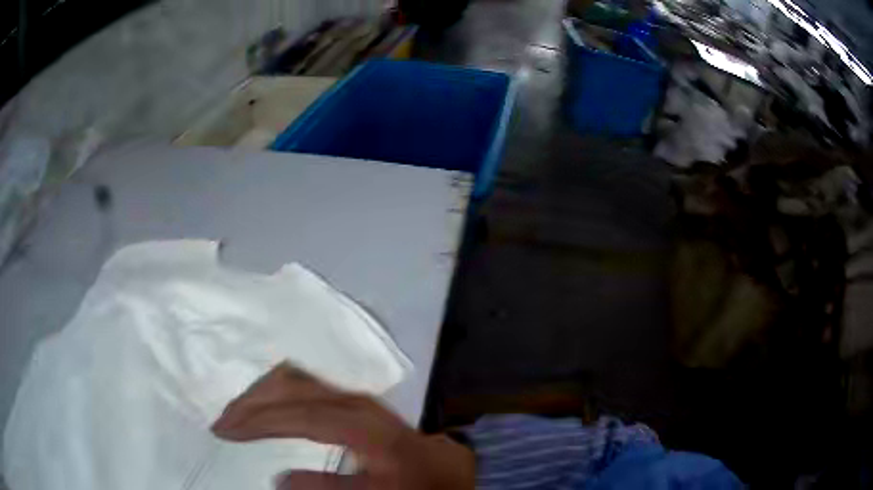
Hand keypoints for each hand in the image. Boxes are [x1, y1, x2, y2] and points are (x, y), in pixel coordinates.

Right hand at [211, 363, 475, 489]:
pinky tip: (263, 404)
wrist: (444, 467)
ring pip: (293, 379)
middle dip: (250, 403)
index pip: (295, 415)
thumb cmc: (413, 483)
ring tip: (235, 414)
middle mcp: (351, 399)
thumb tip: (278, 478)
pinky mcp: (350, 397)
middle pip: (288, 386)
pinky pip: (303, 383)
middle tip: (221, 423)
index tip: (224, 432)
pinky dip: (275, 391)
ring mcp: (351, 393)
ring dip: (259, 394)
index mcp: (358, 423)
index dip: (255, 421)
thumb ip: (328, 488)